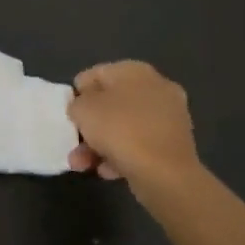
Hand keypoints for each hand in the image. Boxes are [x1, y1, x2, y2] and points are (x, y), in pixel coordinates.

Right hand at [66, 60, 200, 190]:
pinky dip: (121, 155)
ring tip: (82, 165)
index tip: (70, 116)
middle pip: (111, 103)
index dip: (78, 94)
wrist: (166, 174)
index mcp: (135, 70)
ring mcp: (169, 116)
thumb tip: (83, 108)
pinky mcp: (174, 144)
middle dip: (89, 126)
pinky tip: (107, 171)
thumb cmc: (121, 130)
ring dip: (99, 145)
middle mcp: (156, 87)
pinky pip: (139, 145)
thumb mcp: (83, 110)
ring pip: (124, 127)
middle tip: (74, 144)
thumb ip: (76, 104)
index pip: (95, 74)